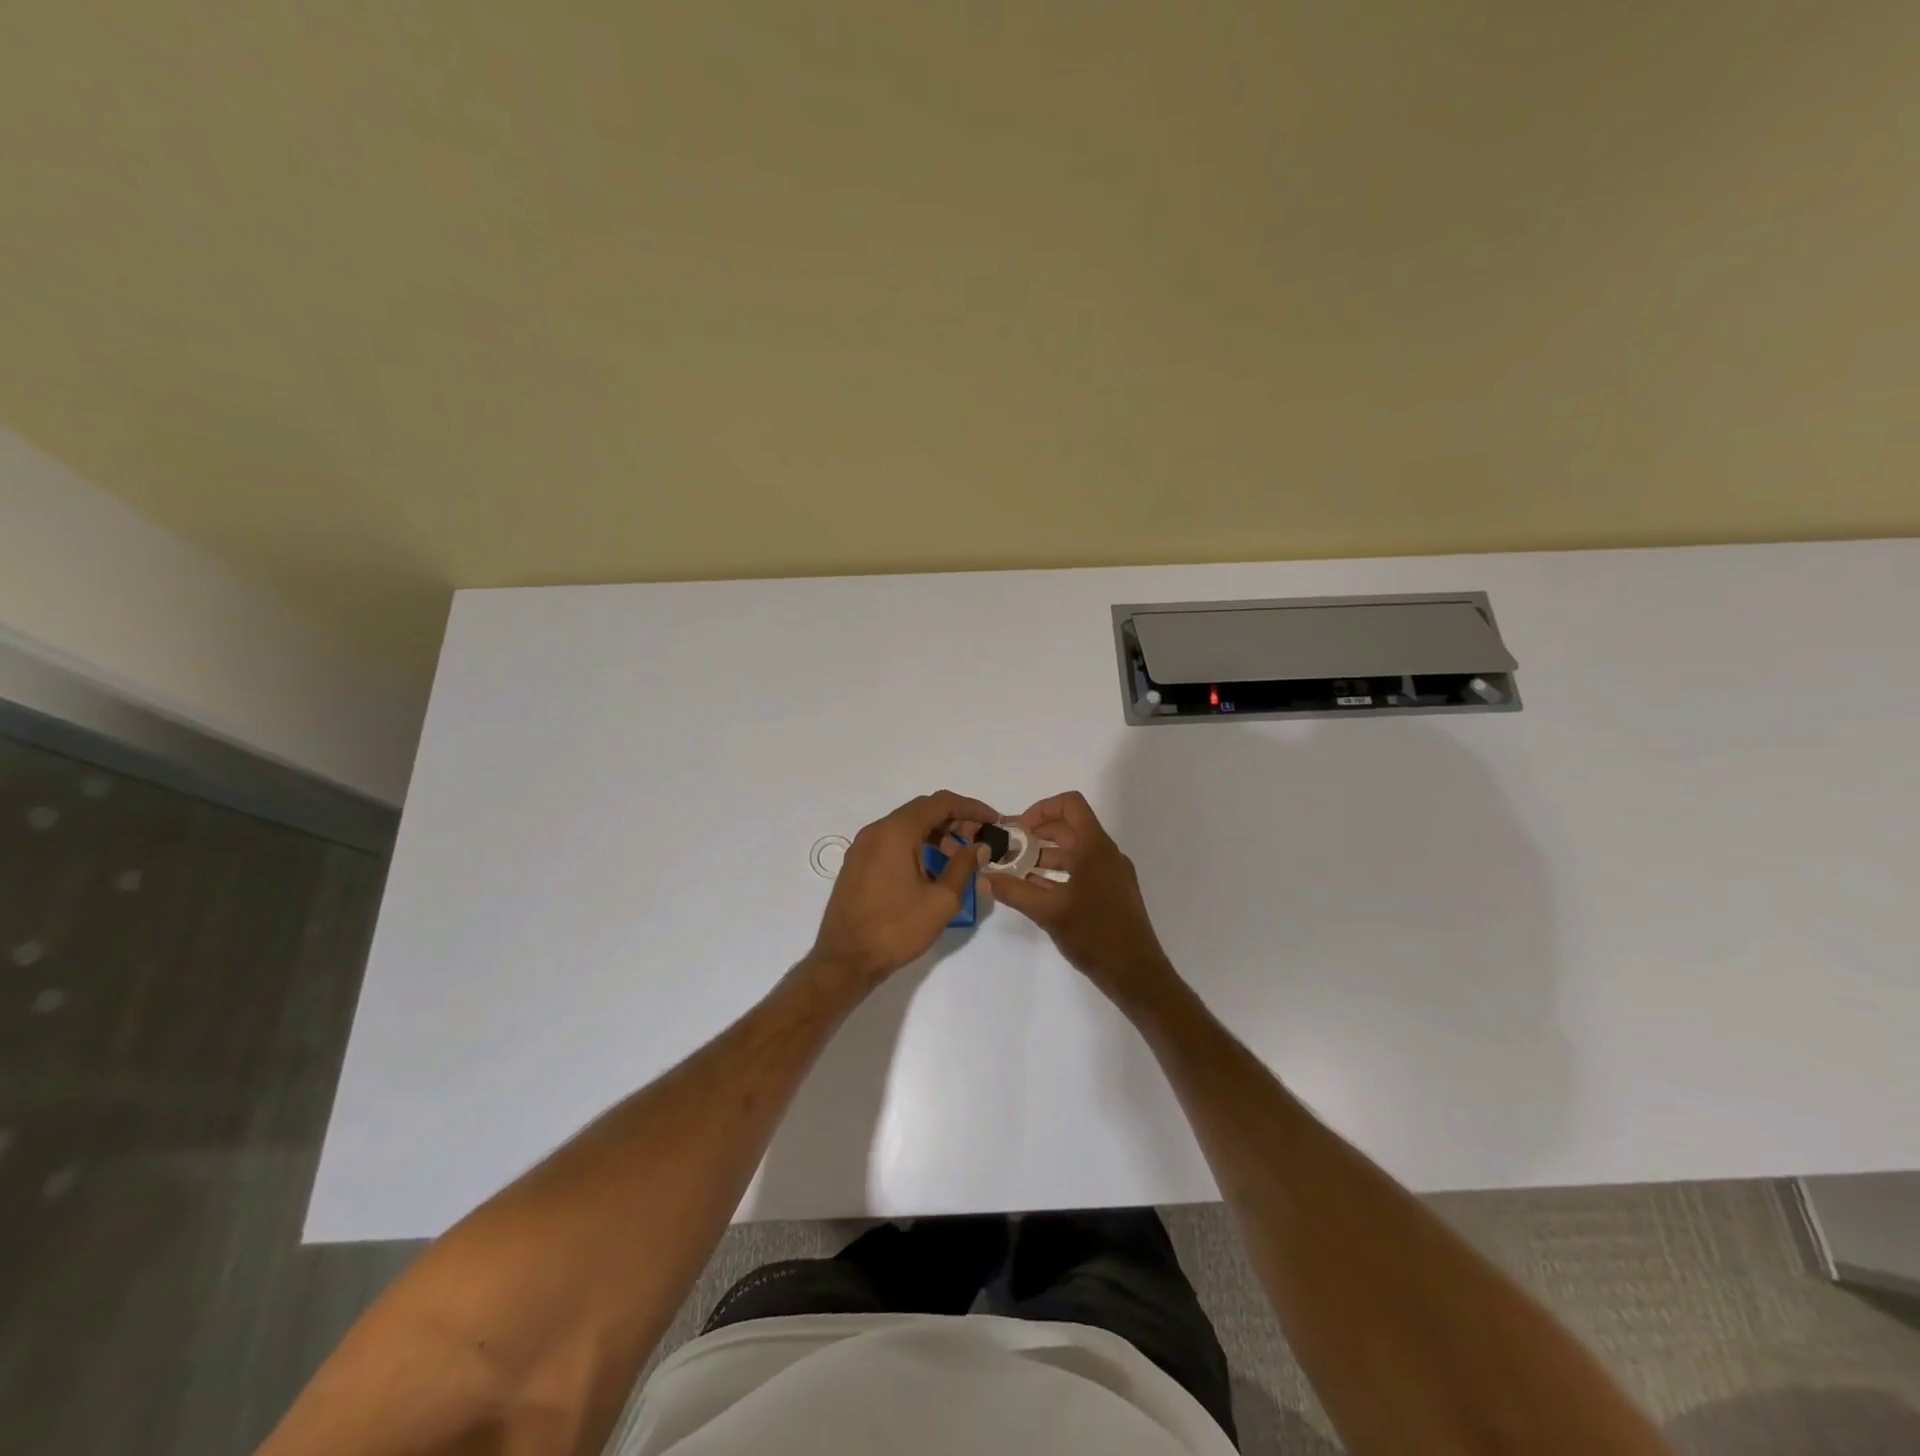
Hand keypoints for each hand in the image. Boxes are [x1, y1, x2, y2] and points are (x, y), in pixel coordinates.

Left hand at [808, 791, 995, 983]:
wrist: (845, 960)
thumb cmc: (896, 929)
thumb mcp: (941, 900)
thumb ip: (964, 866)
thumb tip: (980, 846)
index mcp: (896, 832)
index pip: (940, 803)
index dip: (971, 808)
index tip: (993, 820)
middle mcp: (876, 830)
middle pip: (922, 811)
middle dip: (954, 820)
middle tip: (979, 839)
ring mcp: (862, 846)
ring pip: (906, 826)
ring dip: (935, 833)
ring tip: (959, 856)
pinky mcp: (857, 863)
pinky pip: (892, 842)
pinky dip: (916, 845)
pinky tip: (932, 868)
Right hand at [987, 791, 1173, 998]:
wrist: (1136, 973)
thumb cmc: (1094, 935)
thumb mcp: (1048, 912)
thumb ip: (1013, 892)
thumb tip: (982, 878)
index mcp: (1095, 848)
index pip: (1070, 804)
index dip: (1042, 809)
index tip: (1019, 830)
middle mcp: (1106, 854)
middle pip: (1069, 828)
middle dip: (1037, 835)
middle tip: (1009, 849)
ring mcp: (1112, 873)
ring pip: (1075, 851)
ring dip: (1045, 855)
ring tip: (1016, 870)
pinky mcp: (1112, 892)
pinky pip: (1083, 870)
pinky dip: (1059, 873)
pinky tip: (1036, 889)